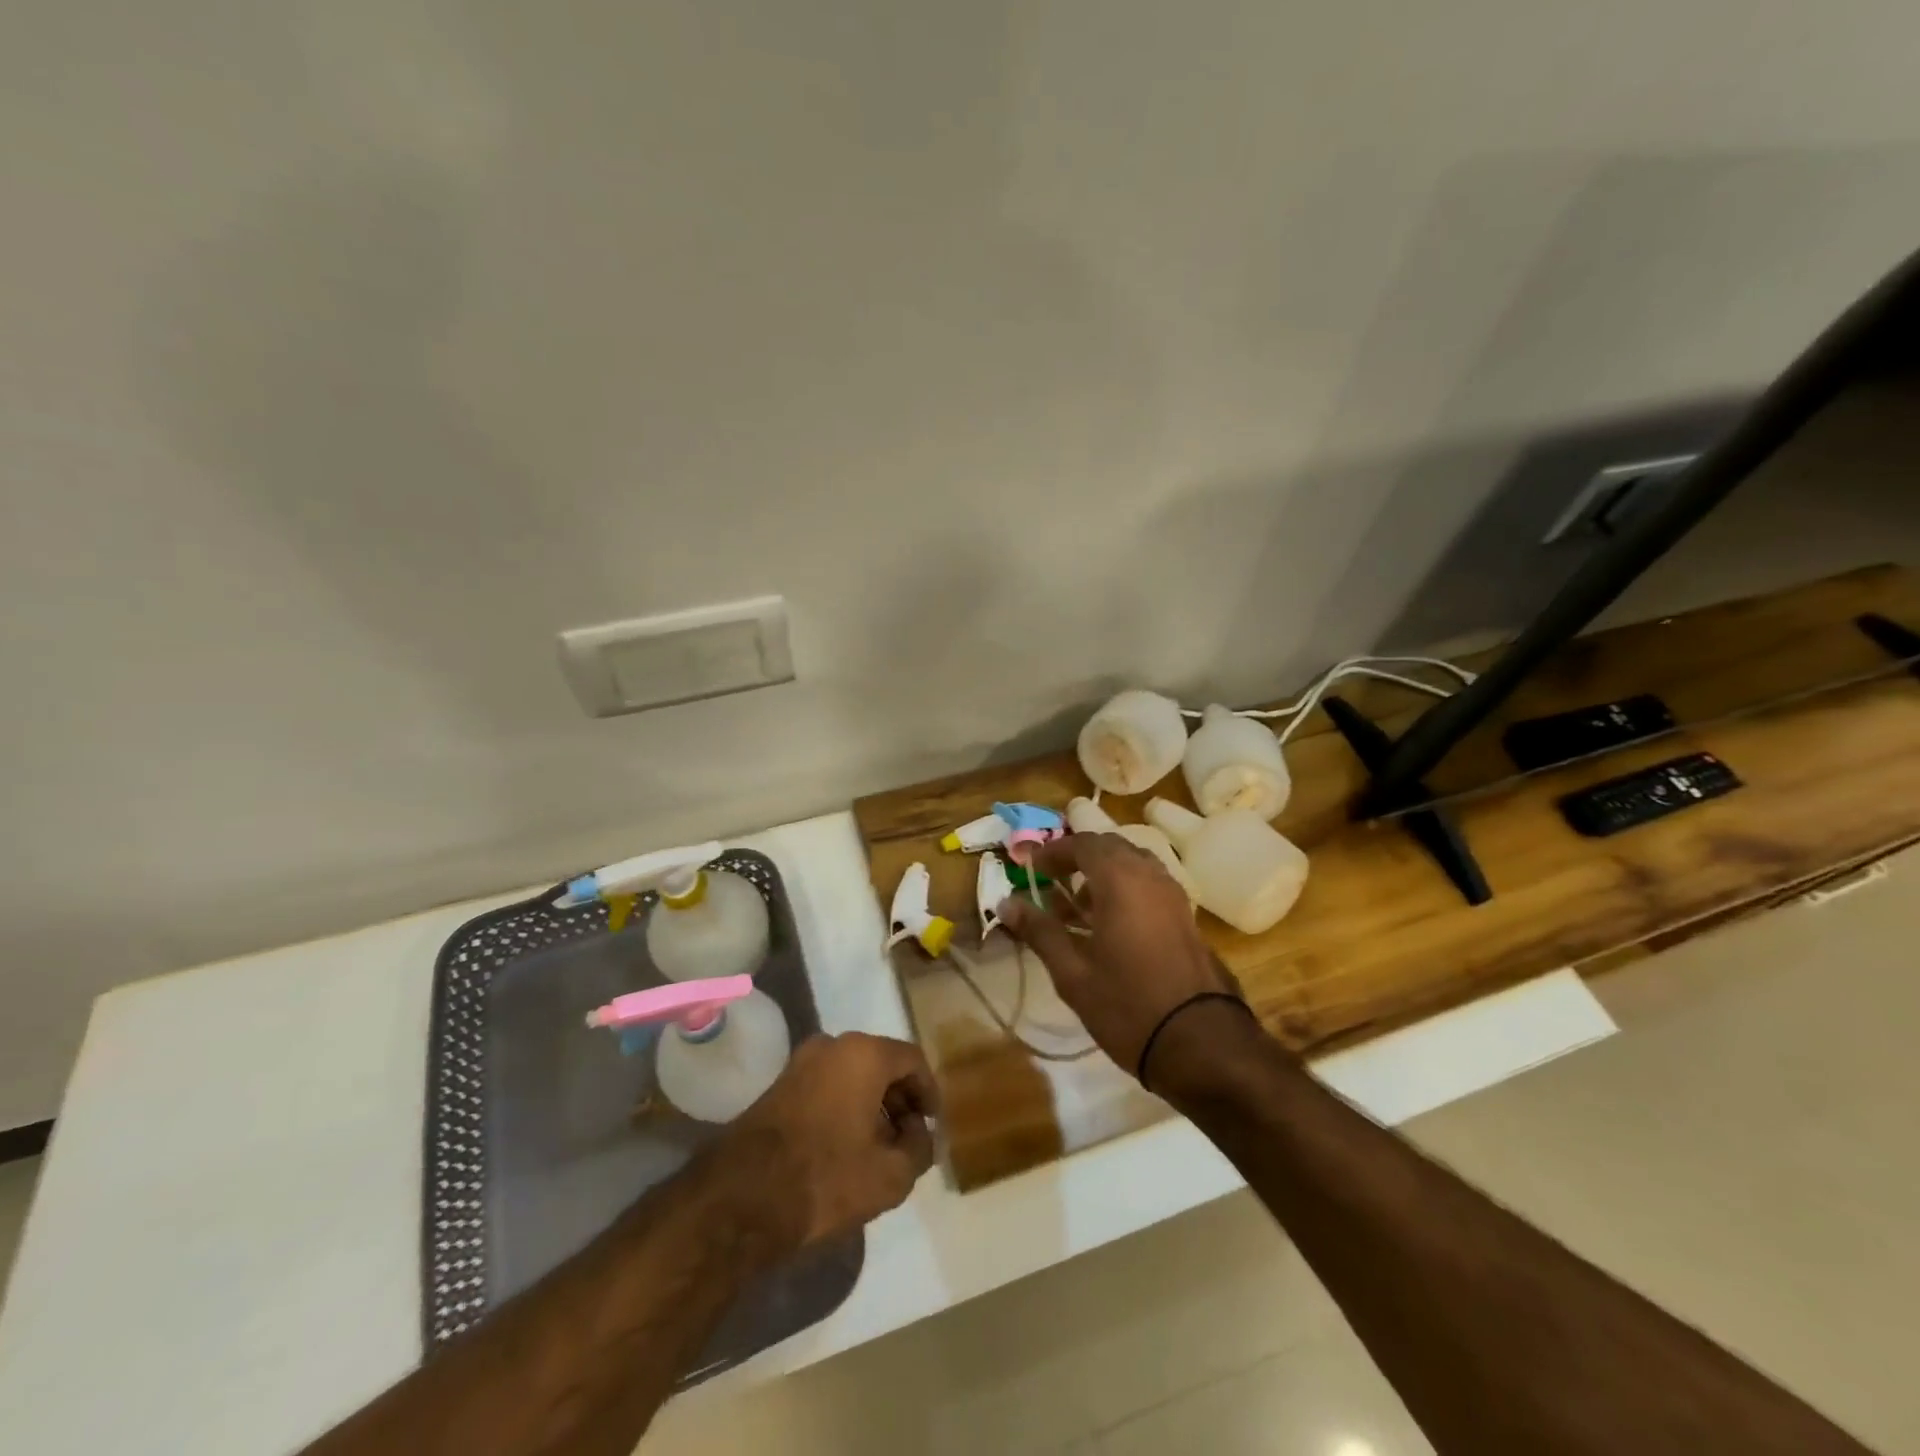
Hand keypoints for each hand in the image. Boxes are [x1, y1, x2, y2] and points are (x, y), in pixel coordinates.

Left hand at [721, 1032, 939, 1249]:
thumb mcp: (891, 1175)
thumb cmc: (826, 1177)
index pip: (913, 1060)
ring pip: (853, 1075)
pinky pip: (827, 1086)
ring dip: (873, 1105)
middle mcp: (833, 1045)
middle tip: (910, 1139)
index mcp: (864, 1053)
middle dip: (900, 1100)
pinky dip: (845, 1107)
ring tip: (880, 1148)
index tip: (933, 1126)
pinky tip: (847, 1147)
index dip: (929, 1093)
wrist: (743, 1197)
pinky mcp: (780, 1085)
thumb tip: (920, 1134)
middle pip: (882, 1064)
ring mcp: (801, 1062)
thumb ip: (919, 1149)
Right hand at [1000, 832, 1241, 1079]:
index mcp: (1121, 880)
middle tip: (1051, 880)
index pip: (1082, 844)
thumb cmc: (1128, 1006)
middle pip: (1110, 847)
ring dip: (1103, 873)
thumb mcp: (1073, 973)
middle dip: (1078, 857)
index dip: (1053, 851)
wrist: (1201, 1044)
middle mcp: (1150, 876)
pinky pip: (1149, 884)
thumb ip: (1040, 931)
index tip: (1030, 867)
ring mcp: (1173, 895)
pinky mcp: (1186, 917)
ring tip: (1077, 906)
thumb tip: (1006, 903)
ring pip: (1133, 864)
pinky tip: (1109, 924)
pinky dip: (1125, 888)